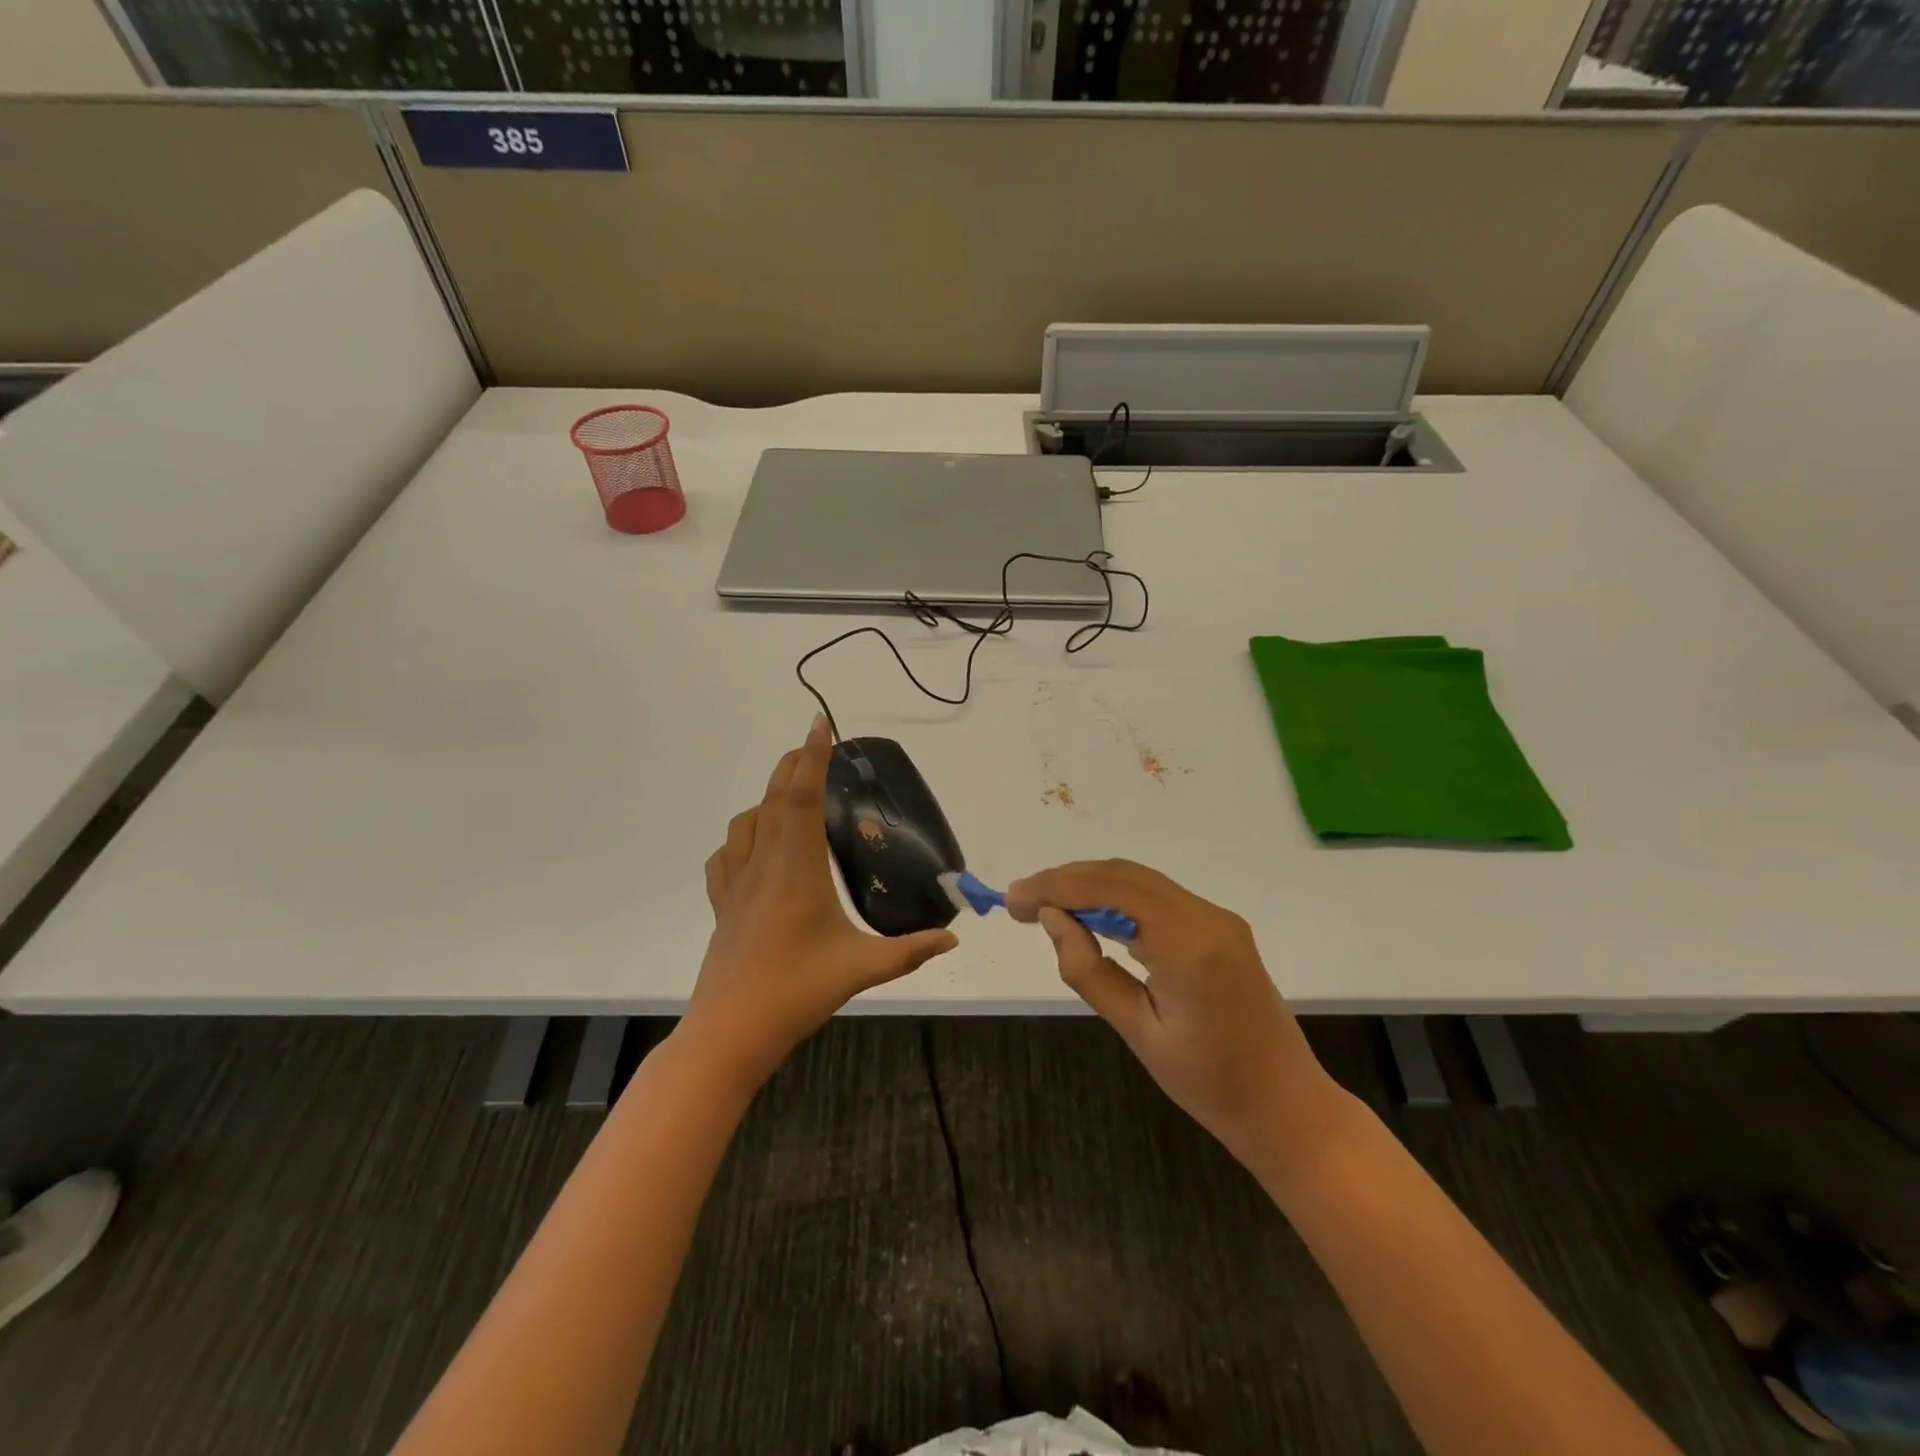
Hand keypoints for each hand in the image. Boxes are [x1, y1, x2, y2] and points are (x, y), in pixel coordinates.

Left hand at [686, 716, 957, 1081]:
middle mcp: (763, 865)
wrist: (730, 1033)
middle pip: (773, 798)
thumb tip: (953, 938)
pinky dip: (741, 837)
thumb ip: (910, 951)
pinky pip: (725, 856)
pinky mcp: (722, 905)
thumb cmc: (796, 993)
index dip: (812, 757)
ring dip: (767, 796)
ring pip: (746, 822)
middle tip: (815, 746)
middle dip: (793, 764)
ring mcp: (736, 884)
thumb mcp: (862, 969)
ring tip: (790, 794)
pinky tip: (754, 849)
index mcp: (797, 870)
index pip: (801, 797)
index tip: (821, 724)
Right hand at [1005, 860, 1350, 1176]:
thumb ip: (1090, 970)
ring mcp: (1216, 917)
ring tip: (1044, 904)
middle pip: (1122, 875)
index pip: (1109, 891)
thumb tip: (1052, 919)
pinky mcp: (1219, 926)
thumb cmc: (1211, 1085)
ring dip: (1089, 884)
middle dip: (1066, 880)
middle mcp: (1206, 916)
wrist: (1286, 1106)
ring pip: (1139, 880)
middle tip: (1020, 901)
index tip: (1012, 901)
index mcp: (1188, 945)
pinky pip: (1157, 896)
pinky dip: (1115, 896)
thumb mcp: (1139, 1033)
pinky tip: (1090, 914)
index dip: (1054, 887)